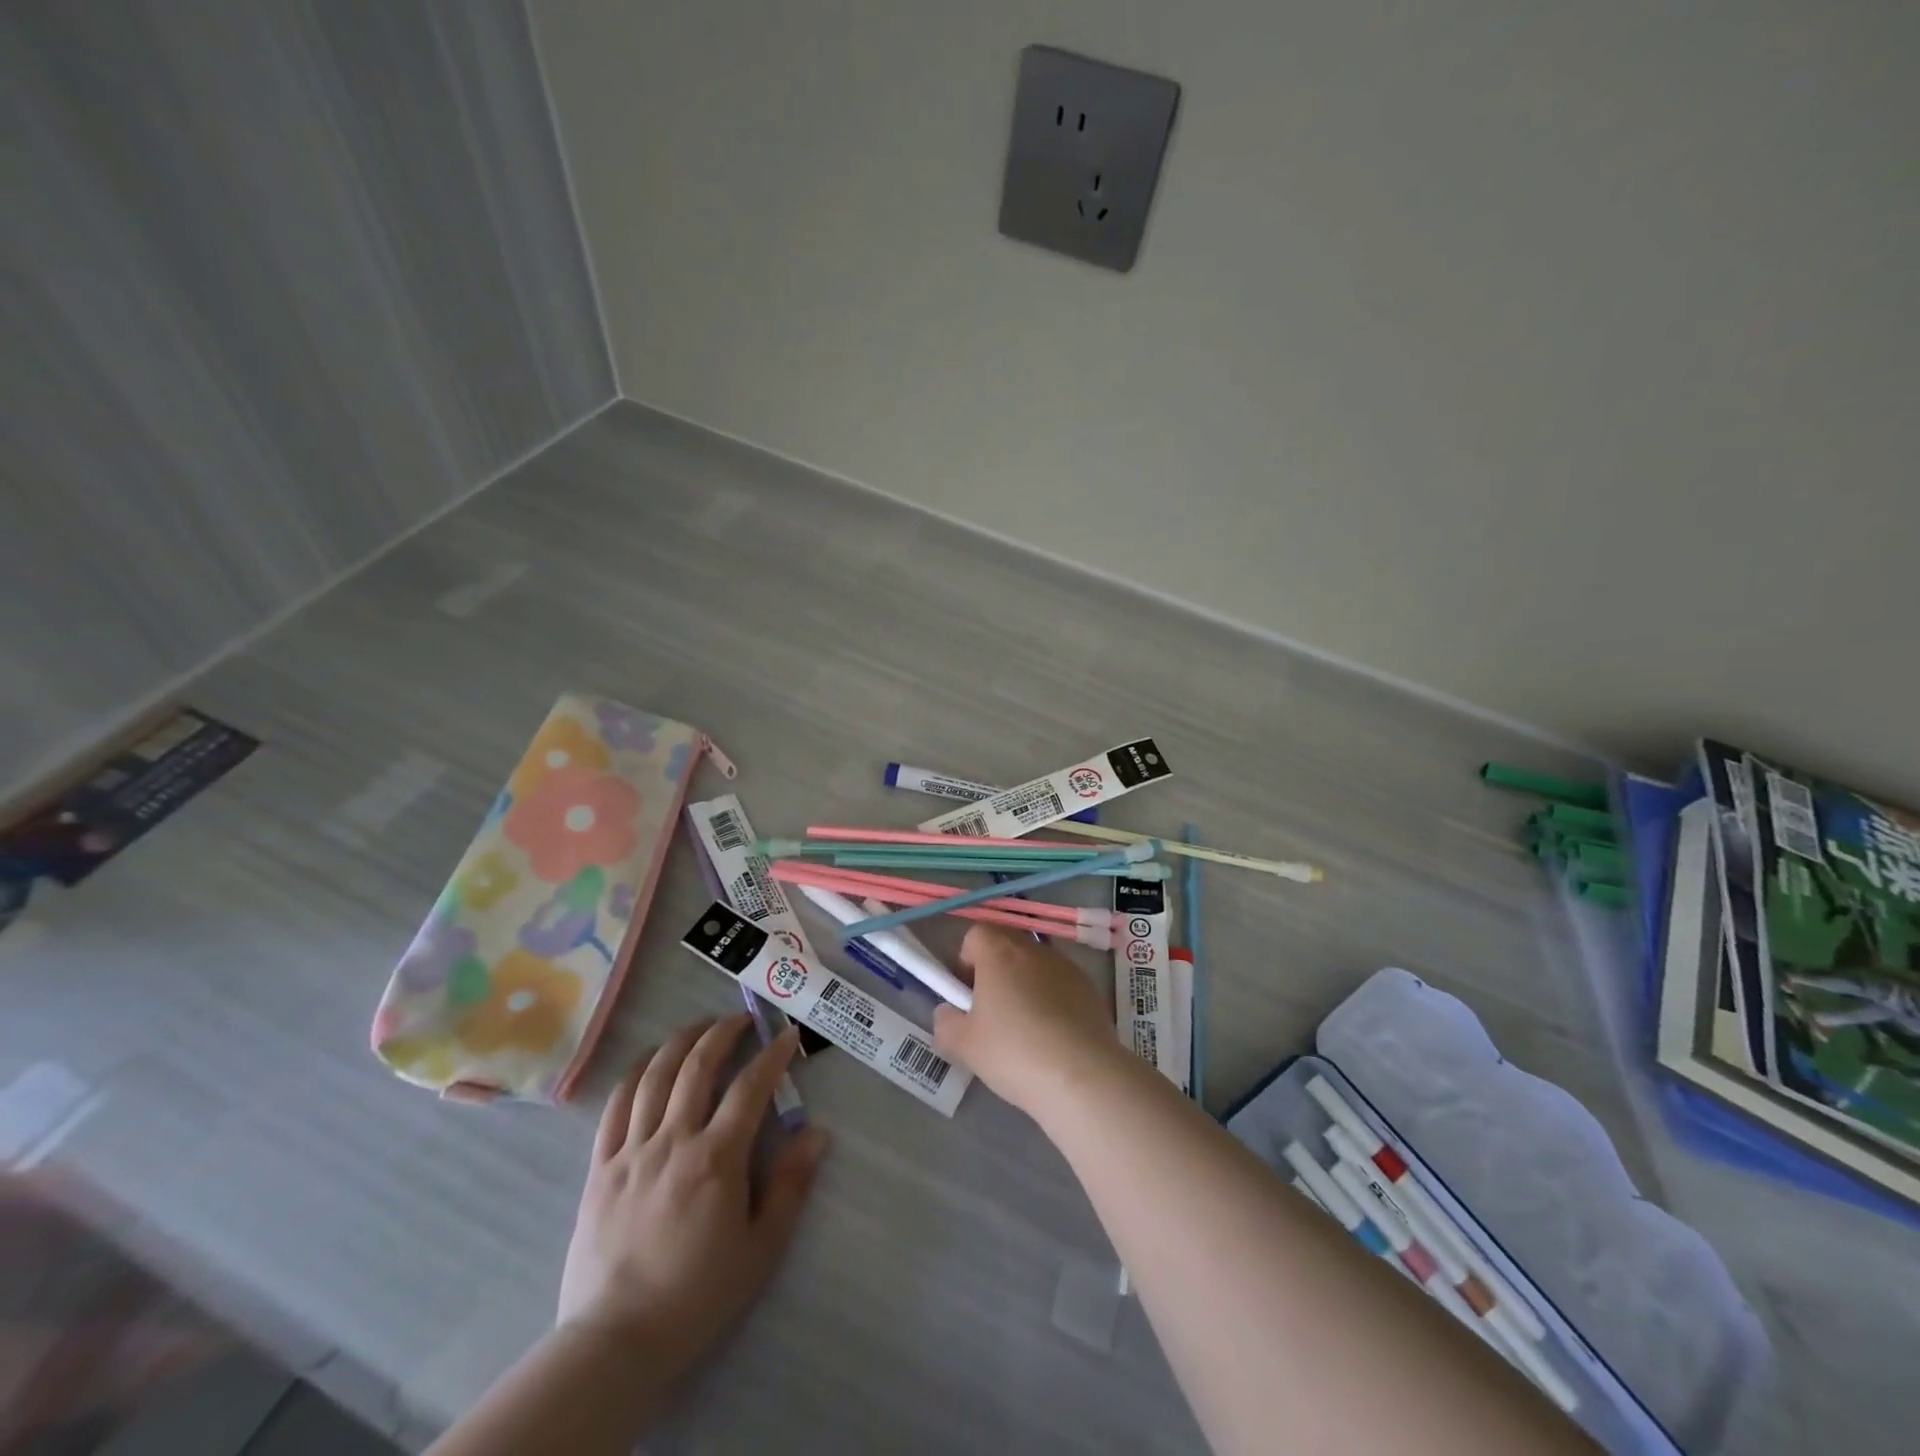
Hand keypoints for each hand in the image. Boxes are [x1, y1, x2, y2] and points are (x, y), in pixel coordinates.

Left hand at [556, 1014, 828, 1379]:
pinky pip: (615, 1106)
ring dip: (680, 1042)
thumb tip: (818, 1133)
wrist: (615, 1341)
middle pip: (697, 1066)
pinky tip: (648, 1063)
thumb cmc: (697, 1295)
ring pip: (654, 1075)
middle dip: (723, 1033)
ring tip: (699, 1028)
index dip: (772, 1055)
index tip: (787, 1035)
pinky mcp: (600, 1167)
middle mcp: (673, 1140)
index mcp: (716, 1159)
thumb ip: (790, 1185)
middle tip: (741, 1019)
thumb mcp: (760, 1248)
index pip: (750, 1087)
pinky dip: (635, 1074)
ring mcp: (631, 1151)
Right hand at [932, 925, 1124, 1117]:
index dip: (966, 961)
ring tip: (1025, 1031)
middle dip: (995, 972)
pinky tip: (1053, 1039)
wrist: (1083, 1076)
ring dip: (1025, 986)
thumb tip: (949, 1013)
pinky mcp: (1090, 989)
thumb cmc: (1014, 1052)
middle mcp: (1033, 949)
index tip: (967, 996)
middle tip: (991, 1013)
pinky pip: (1061, 985)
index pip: (975, 934)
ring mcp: (1066, 967)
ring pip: (1035, 966)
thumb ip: (946, 1022)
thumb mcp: (963, 1045)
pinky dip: (1052, 1001)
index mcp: (999, 952)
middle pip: (1006, 946)